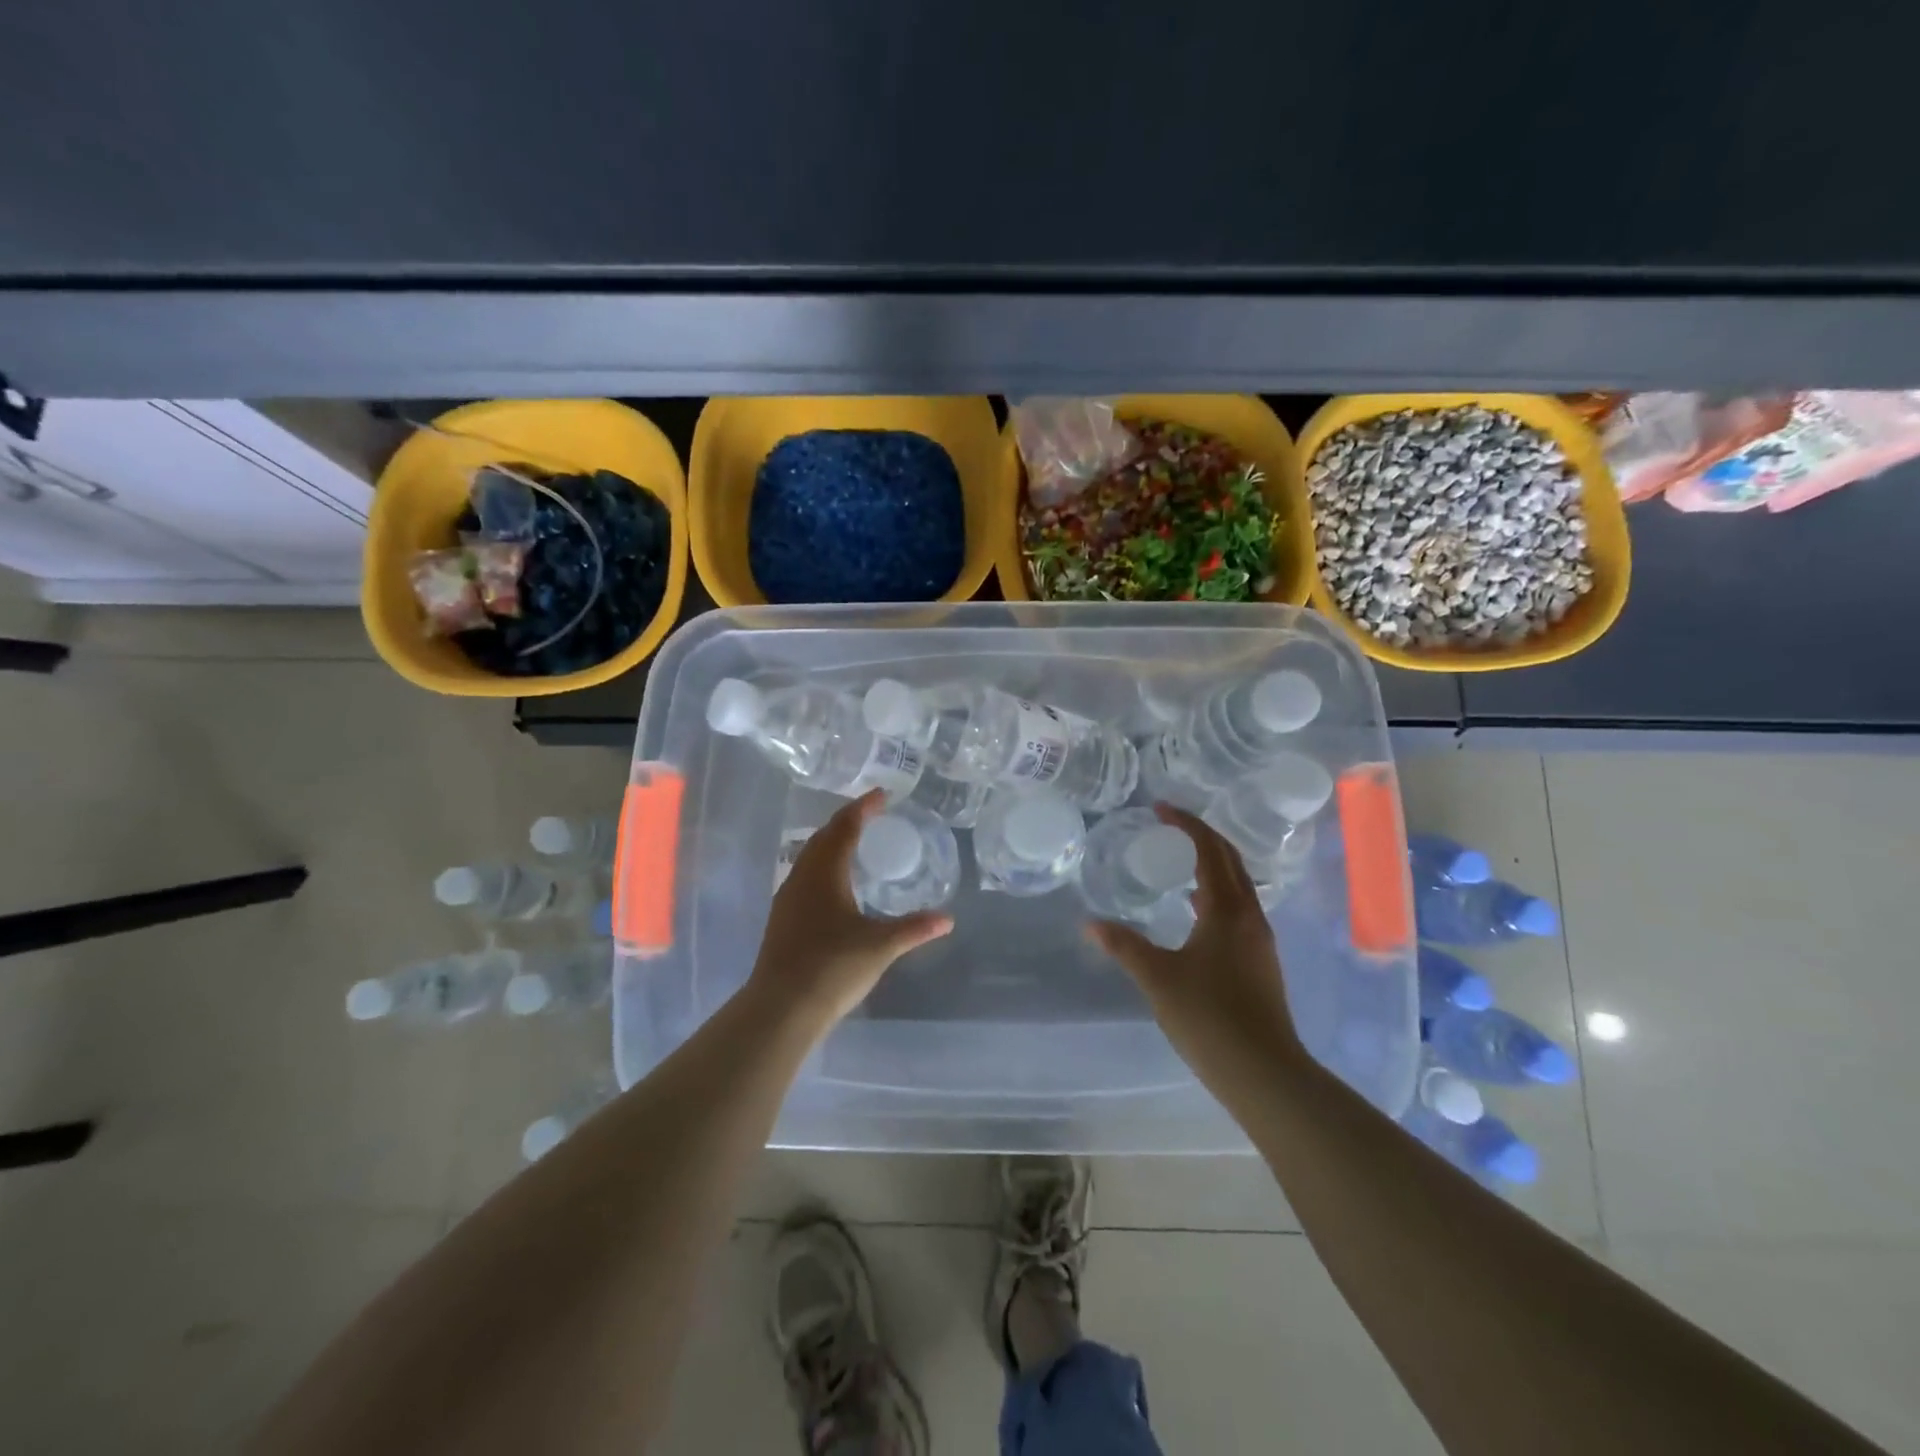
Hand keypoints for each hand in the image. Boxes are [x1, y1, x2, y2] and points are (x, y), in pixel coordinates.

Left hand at [747, 790, 953, 1035]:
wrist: (781, 1008)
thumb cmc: (833, 967)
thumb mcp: (880, 946)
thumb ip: (914, 928)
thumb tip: (947, 919)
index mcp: (825, 873)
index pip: (844, 827)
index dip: (863, 808)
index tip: (881, 795)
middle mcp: (802, 877)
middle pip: (823, 836)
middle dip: (846, 821)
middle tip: (870, 814)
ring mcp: (787, 898)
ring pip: (809, 856)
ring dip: (831, 842)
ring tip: (854, 843)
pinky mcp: (782, 918)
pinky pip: (804, 875)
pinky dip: (822, 865)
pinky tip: (834, 885)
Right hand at [1088, 805, 1302, 1089]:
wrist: (1265, 1072)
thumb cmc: (1209, 1017)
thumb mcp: (1158, 978)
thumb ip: (1124, 946)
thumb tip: (1090, 925)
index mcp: (1228, 910)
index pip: (1210, 850)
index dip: (1187, 824)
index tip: (1160, 809)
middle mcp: (1250, 916)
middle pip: (1231, 861)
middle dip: (1203, 837)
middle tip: (1170, 825)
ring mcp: (1259, 940)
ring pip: (1238, 886)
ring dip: (1212, 865)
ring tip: (1180, 862)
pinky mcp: (1260, 962)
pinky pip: (1238, 909)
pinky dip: (1216, 894)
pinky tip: (1195, 913)